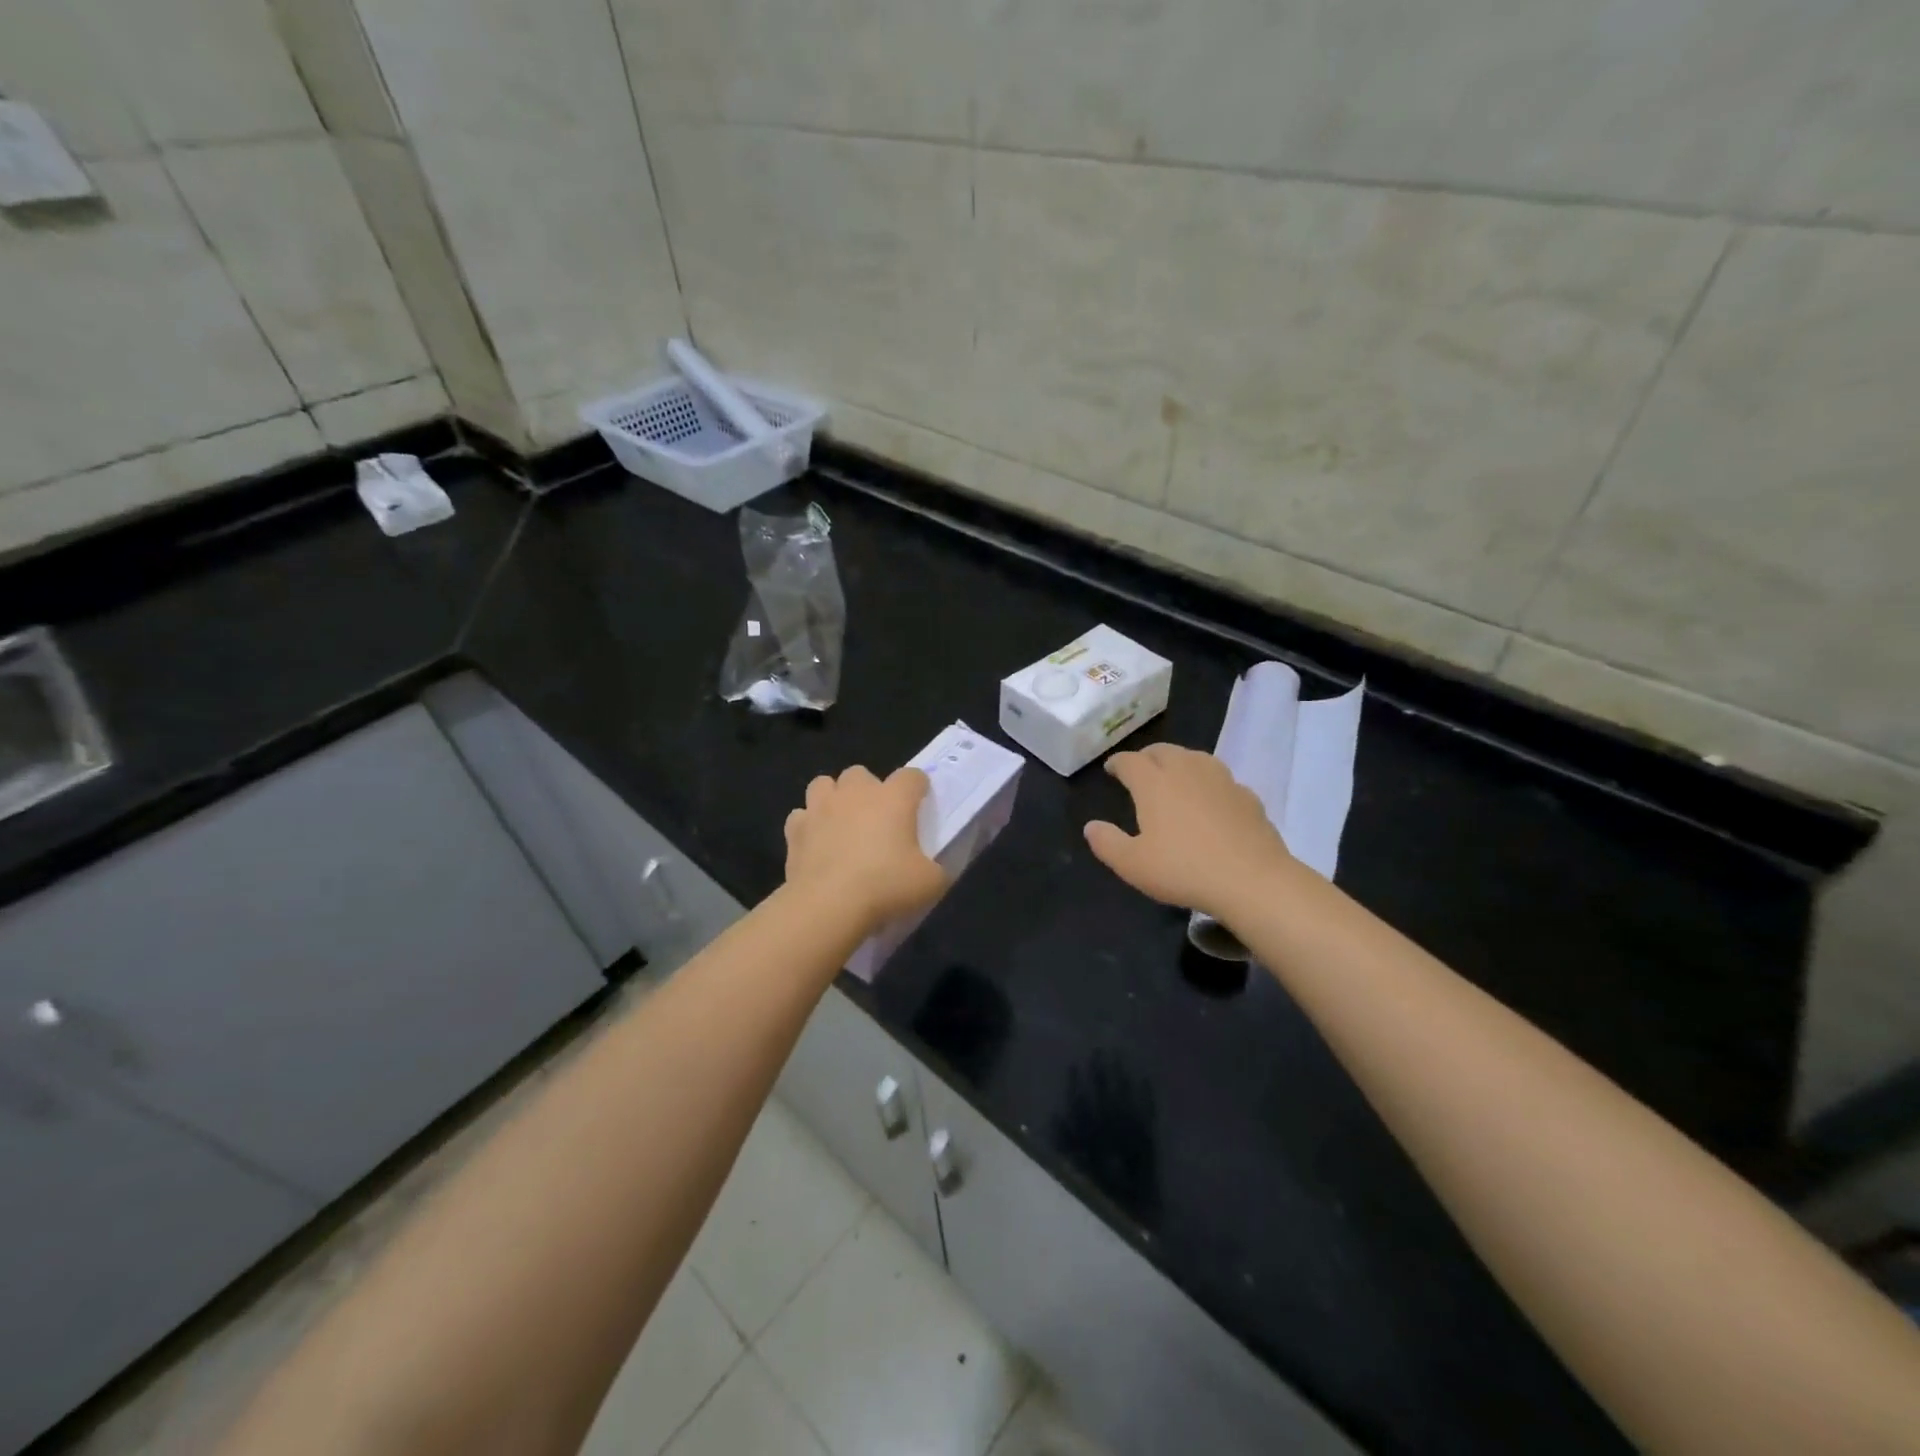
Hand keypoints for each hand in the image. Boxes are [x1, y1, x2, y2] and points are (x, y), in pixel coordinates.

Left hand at [784, 766, 947, 930]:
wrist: (829, 905)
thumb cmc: (886, 886)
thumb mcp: (930, 883)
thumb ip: (937, 870)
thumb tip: (933, 870)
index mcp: (893, 798)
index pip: (912, 776)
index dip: (918, 788)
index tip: (920, 805)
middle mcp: (855, 793)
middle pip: (861, 773)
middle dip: (868, 790)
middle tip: (877, 819)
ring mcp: (820, 808)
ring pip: (824, 784)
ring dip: (833, 798)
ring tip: (841, 823)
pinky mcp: (795, 829)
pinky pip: (800, 816)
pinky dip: (808, 826)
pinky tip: (816, 844)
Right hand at [1084, 743, 1294, 919]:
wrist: (1252, 880)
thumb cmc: (1183, 870)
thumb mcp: (1132, 864)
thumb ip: (1107, 843)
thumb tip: (1091, 826)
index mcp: (1154, 783)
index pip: (1130, 761)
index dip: (1118, 763)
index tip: (1111, 769)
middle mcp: (1186, 771)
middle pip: (1163, 751)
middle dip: (1147, 756)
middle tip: (1140, 769)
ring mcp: (1221, 780)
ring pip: (1195, 758)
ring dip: (1179, 762)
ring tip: (1174, 777)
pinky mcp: (1247, 796)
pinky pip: (1221, 780)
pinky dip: (1208, 783)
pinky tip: (1210, 800)